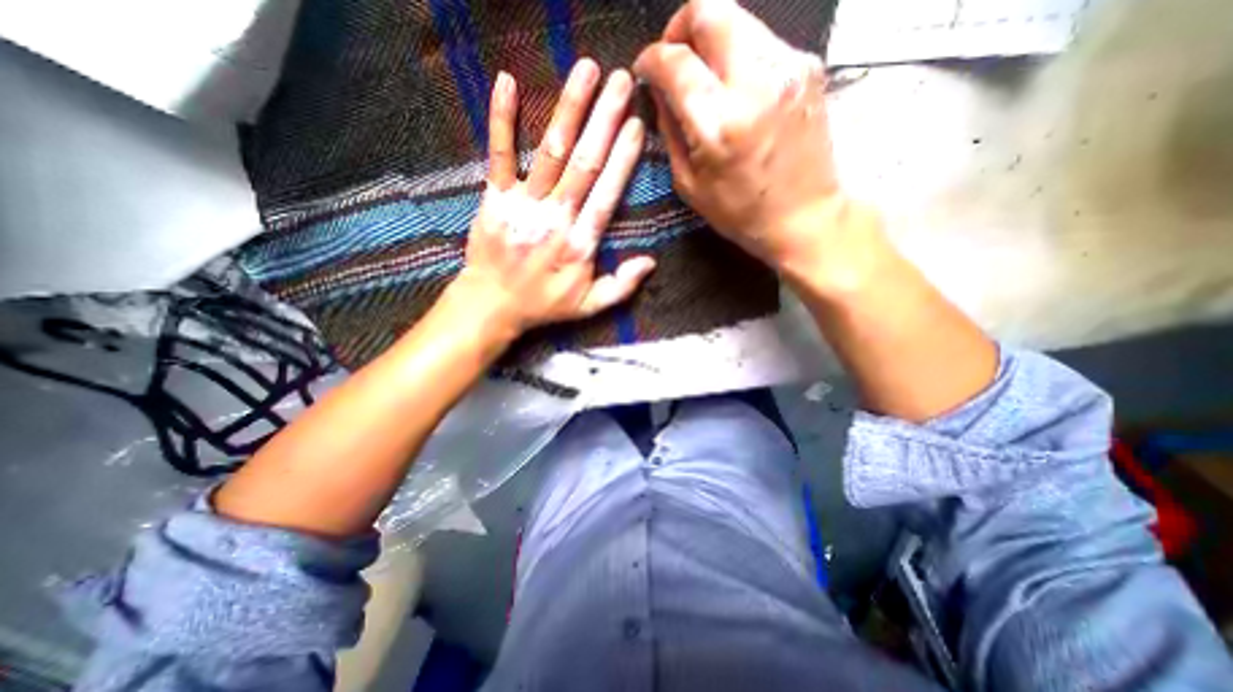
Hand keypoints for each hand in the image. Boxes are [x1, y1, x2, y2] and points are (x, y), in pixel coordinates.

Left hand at [451, 63, 659, 337]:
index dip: (623, 159)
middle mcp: (555, 218)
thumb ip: (621, 286)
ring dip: (569, 109)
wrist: (491, 305)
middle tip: (622, 81)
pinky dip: (502, 119)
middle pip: (584, 163)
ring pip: (551, 152)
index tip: (637, 126)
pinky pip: (500, 155)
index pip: (607, 194)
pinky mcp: (494, 199)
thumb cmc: (543, 305)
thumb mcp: (588, 306)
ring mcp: (523, 205)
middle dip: (605, 120)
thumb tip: (651, 262)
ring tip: (586, 71)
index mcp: (579, 244)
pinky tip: (508, 83)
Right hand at [635, 0, 847, 276]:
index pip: (675, 61)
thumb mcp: (690, 184)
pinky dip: (739, 54)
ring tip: (705, 76)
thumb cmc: (741, 213)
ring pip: (738, 18)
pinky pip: (762, 41)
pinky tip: (735, 88)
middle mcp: (754, 82)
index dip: (651, 58)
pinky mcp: (808, 67)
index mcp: (719, 123)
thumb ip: (670, 131)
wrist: (804, 216)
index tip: (645, 69)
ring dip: (711, 39)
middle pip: (710, 10)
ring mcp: (788, 67)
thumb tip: (660, 92)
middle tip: (674, 58)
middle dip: (681, 27)